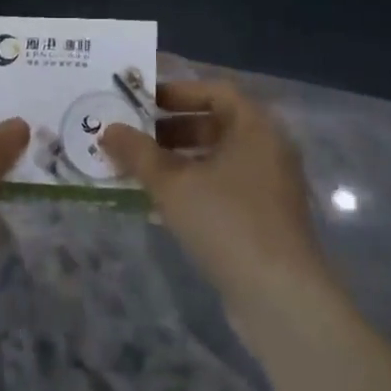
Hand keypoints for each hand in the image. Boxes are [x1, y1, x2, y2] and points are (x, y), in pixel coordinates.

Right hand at [102, 79, 334, 330]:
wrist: (281, 299)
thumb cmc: (228, 222)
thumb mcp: (173, 184)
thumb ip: (138, 153)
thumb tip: (108, 129)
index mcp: (255, 126)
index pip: (215, 91)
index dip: (177, 92)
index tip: (143, 102)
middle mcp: (268, 148)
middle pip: (216, 124)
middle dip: (172, 129)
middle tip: (136, 138)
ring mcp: (270, 187)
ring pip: (218, 160)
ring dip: (179, 162)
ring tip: (140, 172)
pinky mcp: (266, 221)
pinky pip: (225, 189)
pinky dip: (195, 188)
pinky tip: (162, 206)